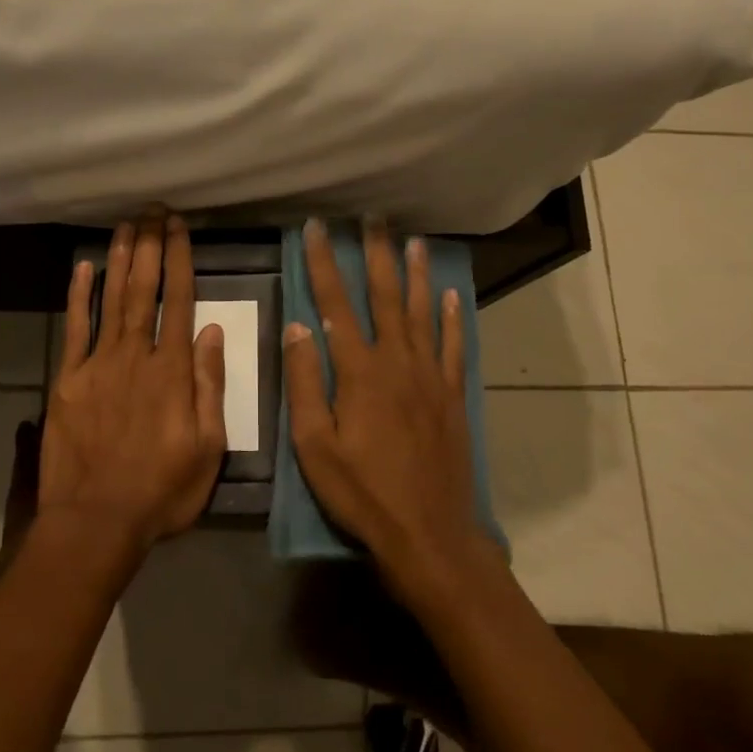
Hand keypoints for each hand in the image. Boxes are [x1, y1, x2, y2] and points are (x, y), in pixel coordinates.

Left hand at [40, 212, 227, 556]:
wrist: (96, 521)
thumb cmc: (162, 490)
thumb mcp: (208, 447)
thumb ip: (210, 386)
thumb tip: (213, 332)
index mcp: (172, 371)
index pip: (179, 301)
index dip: (179, 260)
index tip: (179, 227)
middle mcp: (135, 356)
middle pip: (144, 290)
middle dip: (149, 246)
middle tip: (152, 210)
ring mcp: (98, 365)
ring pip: (111, 300)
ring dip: (119, 260)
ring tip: (126, 225)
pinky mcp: (68, 380)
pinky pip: (75, 329)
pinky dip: (79, 296)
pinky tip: (82, 268)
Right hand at [283, 218, 492, 599]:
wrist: (428, 533)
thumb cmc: (361, 492)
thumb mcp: (314, 445)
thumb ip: (305, 383)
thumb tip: (298, 326)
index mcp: (359, 372)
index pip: (335, 305)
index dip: (324, 263)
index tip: (316, 228)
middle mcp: (398, 362)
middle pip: (386, 297)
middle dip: (377, 254)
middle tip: (373, 217)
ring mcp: (431, 378)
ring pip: (423, 313)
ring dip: (416, 275)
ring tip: (413, 241)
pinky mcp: (452, 397)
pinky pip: (454, 347)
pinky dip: (453, 319)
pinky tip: (451, 296)